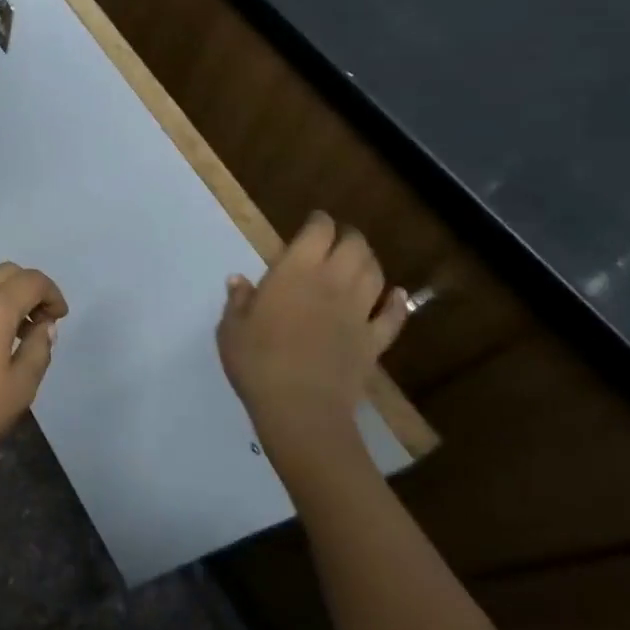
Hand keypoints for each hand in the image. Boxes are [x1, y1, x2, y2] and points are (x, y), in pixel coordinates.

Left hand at [0, 262, 67, 482]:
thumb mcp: (21, 386)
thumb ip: (39, 348)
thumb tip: (43, 327)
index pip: (32, 280)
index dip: (52, 293)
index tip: (59, 318)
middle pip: (6, 273)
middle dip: (29, 288)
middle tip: (40, 320)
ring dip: (5, 297)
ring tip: (16, 334)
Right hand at [217, 213, 407, 468]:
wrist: (300, 409)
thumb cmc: (258, 362)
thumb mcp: (231, 329)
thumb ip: (238, 301)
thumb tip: (238, 280)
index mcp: (295, 272)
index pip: (318, 232)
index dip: (319, 221)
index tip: (314, 220)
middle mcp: (332, 283)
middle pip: (354, 246)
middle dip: (348, 236)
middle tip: (338, 237)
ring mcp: (357, 312)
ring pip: (375, 274)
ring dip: (369, 261)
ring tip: (361, 259)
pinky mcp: (373, 342)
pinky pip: (392, 317)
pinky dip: (397, 303)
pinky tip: (398, 296)